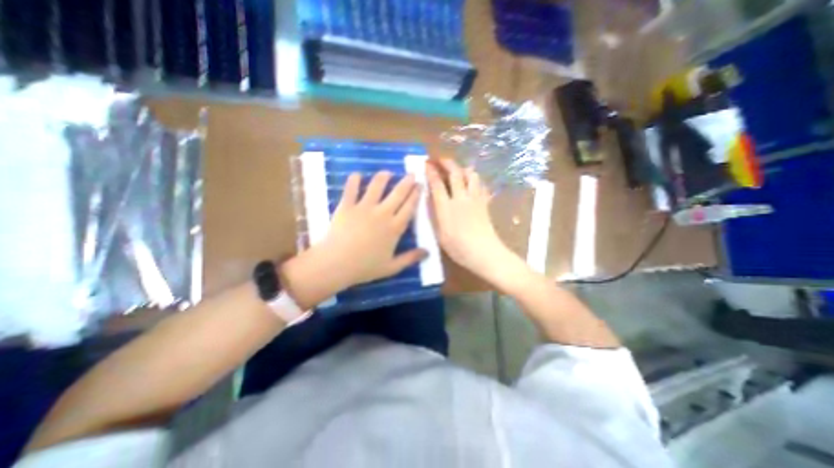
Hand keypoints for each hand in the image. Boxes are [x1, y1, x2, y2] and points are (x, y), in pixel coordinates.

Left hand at [279, 171, 425, 308]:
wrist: (336, 263)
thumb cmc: (365, 267)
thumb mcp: (392, 267)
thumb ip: (410, 258)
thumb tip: (428, 253)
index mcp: (394, 228)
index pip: (409, 207)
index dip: (416, 195)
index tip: (420, 185)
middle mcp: (383, 213)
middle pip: (398, 193)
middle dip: (407, 182)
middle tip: (411, 174)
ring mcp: (364, 207)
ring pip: (377, 186)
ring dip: (383, 177)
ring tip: (387, 172)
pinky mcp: (347, 206)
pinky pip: (351, 189)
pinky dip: (354, 180)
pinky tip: (357, 175)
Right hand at [429, 158, 515, 280]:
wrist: (485, 253)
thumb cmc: (459, 248)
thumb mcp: (440, 234)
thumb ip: (434, 215)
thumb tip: (430, 199)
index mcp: (446, 208)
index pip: (437, 184)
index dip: (431, 172)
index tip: (427, 164)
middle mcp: (461, 198)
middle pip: (455, 174)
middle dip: (447, 163)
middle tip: (440, 159)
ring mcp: (475, 199)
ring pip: (471, 175)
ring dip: (462, 168)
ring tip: (457, 169)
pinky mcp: (484, 203)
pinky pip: (480, 185)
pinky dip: (474, 180)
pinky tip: (472, 182)